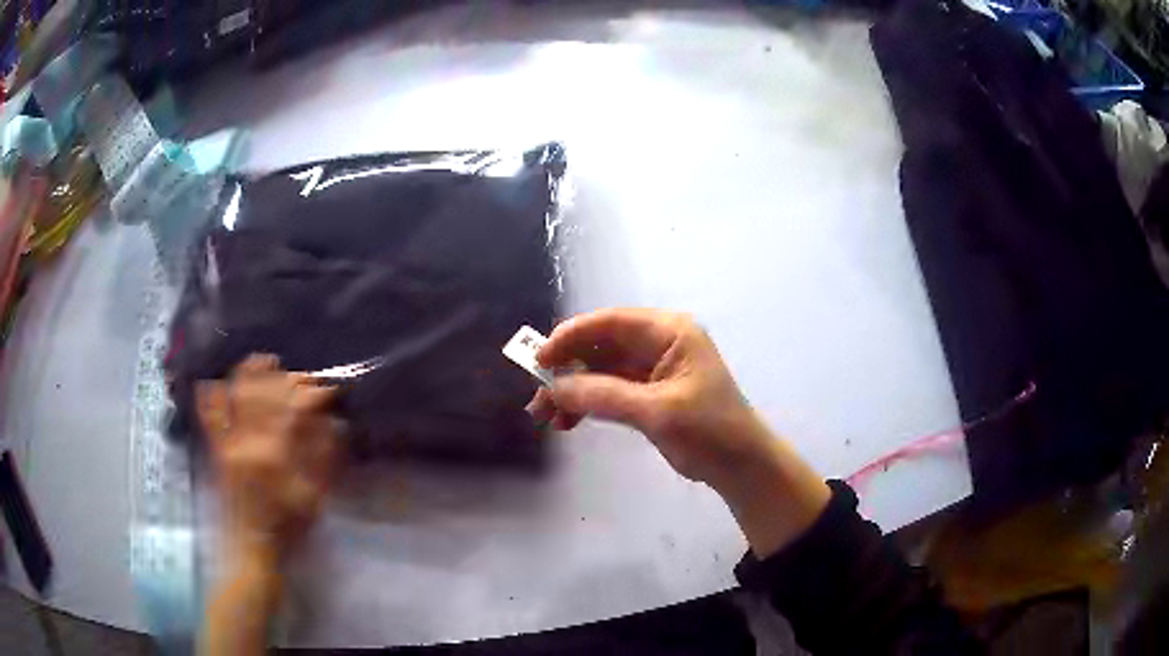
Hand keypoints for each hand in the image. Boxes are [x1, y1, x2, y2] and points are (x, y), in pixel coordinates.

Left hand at [196, 355, 340, 558]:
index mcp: (277, 453)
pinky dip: (209, 397)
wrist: (254, 547)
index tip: (329, 387)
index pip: (296, 408)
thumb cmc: (289, 525)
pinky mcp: (217, 450)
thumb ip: (323, 456)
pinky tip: (212, 382)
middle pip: (266, 394)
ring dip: (248, 373)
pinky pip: (209, 417)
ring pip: (237, 396)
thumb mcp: (315, 497)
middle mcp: (250, 441)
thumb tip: (332, 422)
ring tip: (262, 359)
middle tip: (301, 374)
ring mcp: (230, 443)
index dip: (313, 392)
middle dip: (285, 376)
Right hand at [527, 308, 830, 556]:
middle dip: (568, 369)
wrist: (739, 466)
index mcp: (670, 332)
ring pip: (601, 370)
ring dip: (573, 390)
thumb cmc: (708, 430)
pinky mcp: (649, 393)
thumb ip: (603, 396)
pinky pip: (609, 390)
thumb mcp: (656, 411)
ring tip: (544, 416)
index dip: (572, 336)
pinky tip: (567, 422)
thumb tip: (553, 389)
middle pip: (602, 346)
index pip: (612, 322)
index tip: (539, 358)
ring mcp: (653, 369)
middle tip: (537, 394)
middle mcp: (660, 343)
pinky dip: (588, 404)